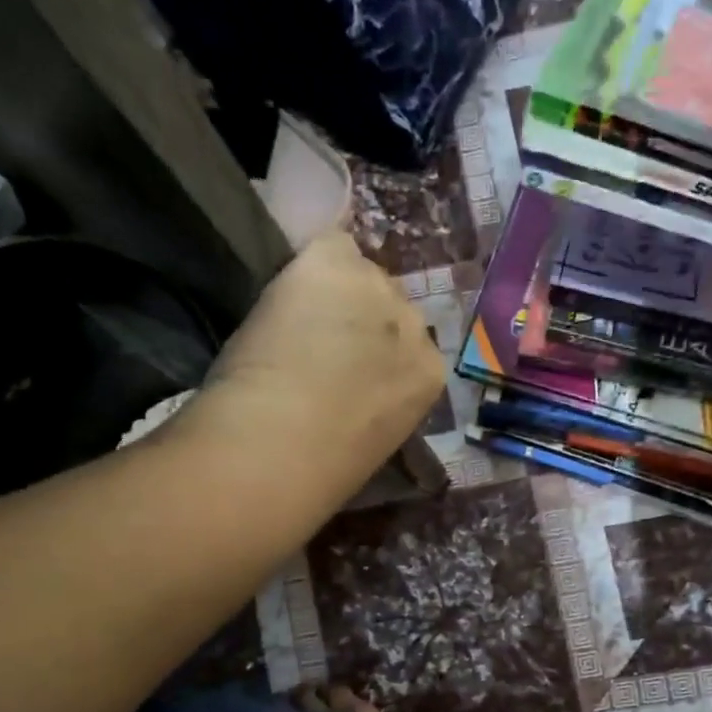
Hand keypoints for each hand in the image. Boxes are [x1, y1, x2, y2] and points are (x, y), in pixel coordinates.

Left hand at [185, 231, 444, 476]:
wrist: (281, 443)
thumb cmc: (324, 467)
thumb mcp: (375, 438)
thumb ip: (380, 401)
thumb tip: (356, 388)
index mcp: (430, 376)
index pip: (410, 345)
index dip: (375, 351)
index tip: (348, 367)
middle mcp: (414, 325)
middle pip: (389, 304)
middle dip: (360, 319)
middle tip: (320, 344)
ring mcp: (376, 289)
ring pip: (357, 273)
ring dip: (333, 292)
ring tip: (297, 321)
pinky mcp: (335, 261)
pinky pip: (329, 244)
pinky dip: (307, 264)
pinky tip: (287, 292)